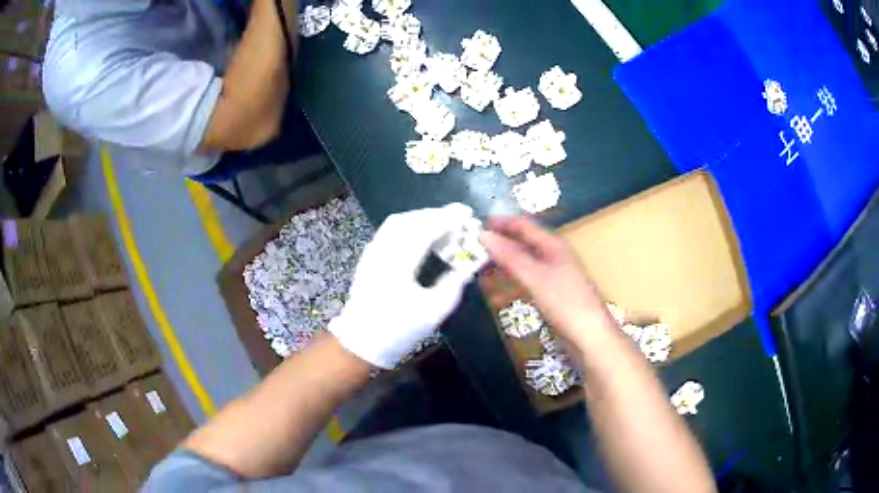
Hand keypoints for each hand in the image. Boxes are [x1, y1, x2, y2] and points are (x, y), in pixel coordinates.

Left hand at [329, 203, 475, 368]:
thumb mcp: (433, 312)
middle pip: (409, 220)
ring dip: (421, 218)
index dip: (447, 218)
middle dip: (436, 215)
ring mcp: (372, 253)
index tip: (467, 212)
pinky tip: (420, 234)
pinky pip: (389, 231)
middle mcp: (382, 251)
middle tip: (458, 217)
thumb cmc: (398, 329)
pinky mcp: (368, 258)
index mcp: (397, 264)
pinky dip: (409, 225)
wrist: (362, 341)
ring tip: (442, 223)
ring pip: (397, 223)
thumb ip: (454, 285)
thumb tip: (468, 266)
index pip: (424, 229)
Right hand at [480, 216, 616, 348]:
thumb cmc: (565, 302)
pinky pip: (528, 282)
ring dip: (505, 264)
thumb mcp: (535, 277)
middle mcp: (555, 256)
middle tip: (476, 248)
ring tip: (483, 269)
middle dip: (502, 244)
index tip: (479, 224)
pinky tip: (499, 294)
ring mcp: (555, 276)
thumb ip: (509, 256)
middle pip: (524, 243)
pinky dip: (513, 283)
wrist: (590, 336)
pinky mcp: (553, 294)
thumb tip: (483, 235)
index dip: (503, 223)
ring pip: (525, 263)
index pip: (525, 226)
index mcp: (554, 246)